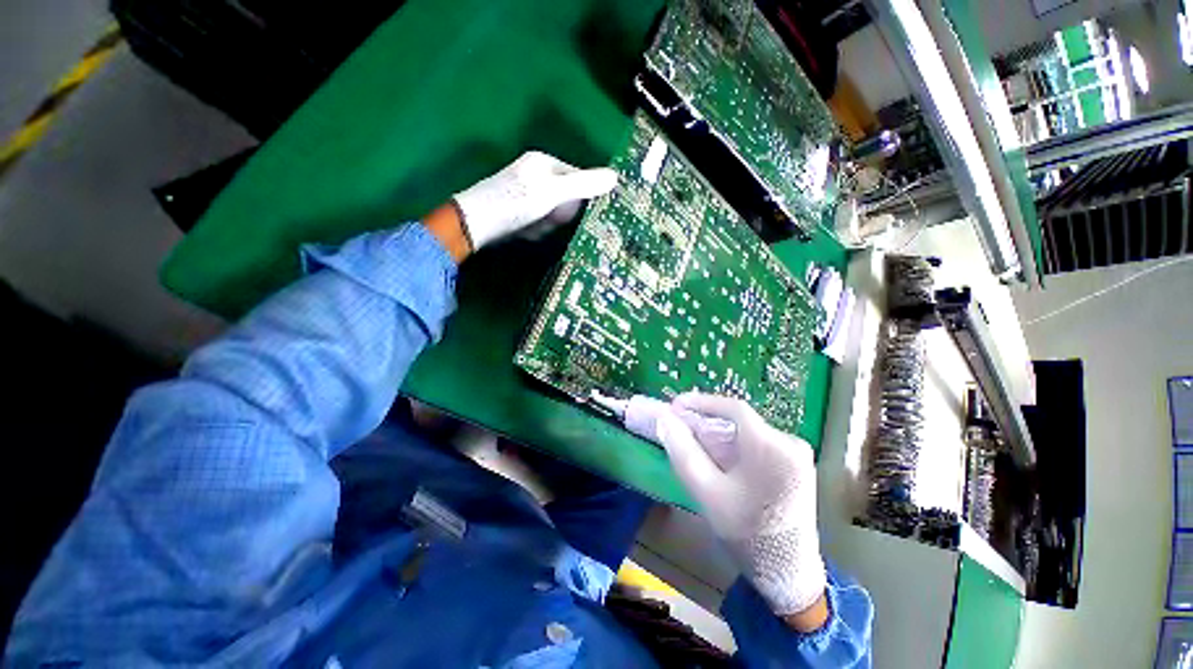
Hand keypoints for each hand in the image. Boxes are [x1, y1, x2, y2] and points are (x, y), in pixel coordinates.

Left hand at [451, 151, 617, 250]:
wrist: (476, 224)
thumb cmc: (516, 203)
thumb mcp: (553, 193)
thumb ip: (583, 185)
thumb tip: (615, 176)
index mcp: (544, 163)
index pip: (577, 178)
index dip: (577, 198)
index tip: (568, 211)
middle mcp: (536, 174)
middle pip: (565, 199)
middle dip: (558, 215)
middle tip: (545, 219)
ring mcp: (526, 193)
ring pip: (553, 214)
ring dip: (546, 225)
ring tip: (531, 226)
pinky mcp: (519, 210)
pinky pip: (539, 222)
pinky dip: (535, 230)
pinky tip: (524, 231)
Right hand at [655, 393, 827, 623]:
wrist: (787, 575)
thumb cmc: (746, 534)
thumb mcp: (707, 491)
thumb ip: (683, 451)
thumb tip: (665, 419)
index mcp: (772, 447)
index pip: (733, 408)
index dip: (702, 402)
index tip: (676, 406)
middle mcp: (791, 443)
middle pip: (741, 421)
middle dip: (708, 422)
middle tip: (681, 428)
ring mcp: (798, 455)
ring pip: (748, 432)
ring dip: (720, 435)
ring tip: (696, 446)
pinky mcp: (798, 465)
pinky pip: (759, 443)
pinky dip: (735, 446)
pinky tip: (720, 460)